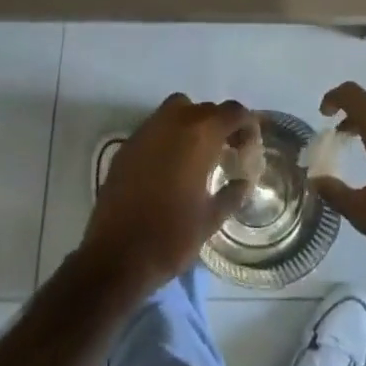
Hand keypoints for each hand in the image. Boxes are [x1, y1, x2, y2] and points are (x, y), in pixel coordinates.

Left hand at [81, 94, 259, 295]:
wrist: (115, 256)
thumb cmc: (170, 237)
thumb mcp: (211, 219)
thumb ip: (232, 194)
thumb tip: (244, 182)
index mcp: (199, 135)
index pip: (232, 111)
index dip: (246, 124)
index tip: (249, 146)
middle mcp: (173, 122)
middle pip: (206, 108)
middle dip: (220, 124)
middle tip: (227, 151)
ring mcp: (146, 131)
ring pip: (177, 109)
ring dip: (193, 123)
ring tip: (198, 154)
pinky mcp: (127, 145)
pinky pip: (156, 127)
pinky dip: (169, 136)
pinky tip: (170, 166)